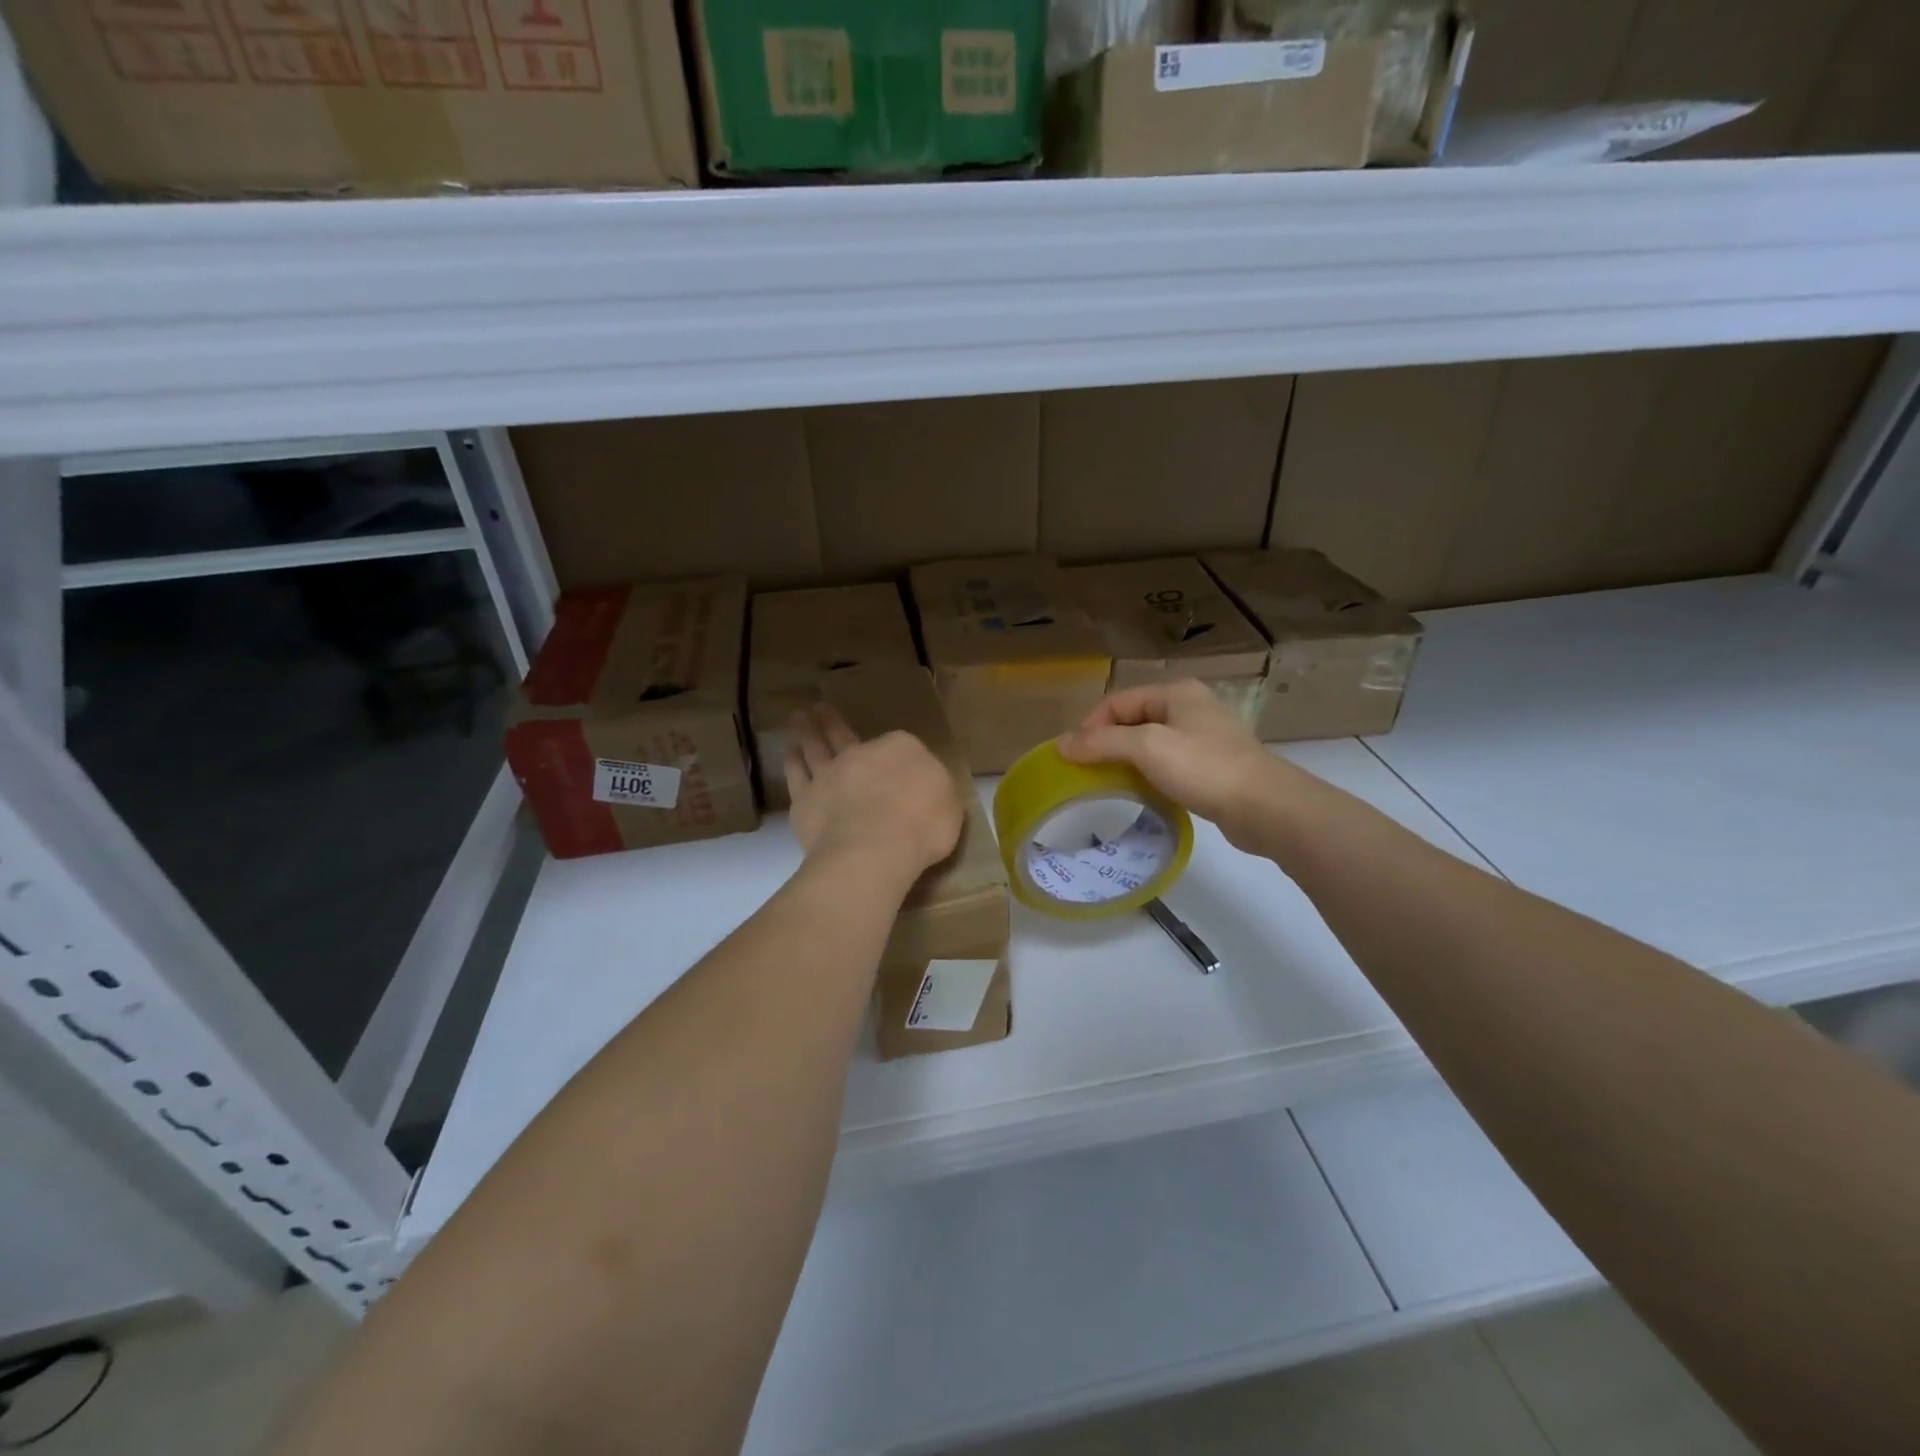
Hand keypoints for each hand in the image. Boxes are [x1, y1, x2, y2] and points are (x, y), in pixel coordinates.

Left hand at [784, 704, 963, 877]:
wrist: (874, 850)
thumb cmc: (922, 826)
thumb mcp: (949, 805)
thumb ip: (935, 789)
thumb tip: (926, 786)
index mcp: (902, 749)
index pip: (899, 744)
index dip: (897, 752)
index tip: (895, 758)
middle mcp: (861, 753)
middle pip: (844, 733)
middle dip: (832, 720)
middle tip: (819, 708)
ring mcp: (830, 773)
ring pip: (815, 745)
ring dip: (807, 730)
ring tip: (799, 718)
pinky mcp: (805, 798)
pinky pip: (796, 774)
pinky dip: (792, 761)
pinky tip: (789, 753)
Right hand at [1056, 680, 1306, 854]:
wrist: (1266, 807)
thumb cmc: (1204, 767)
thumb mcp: (1147, 748)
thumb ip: (1102, 743)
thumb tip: (1062, 744)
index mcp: (1175, 693)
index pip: (1118, 701)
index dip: (1090, 726)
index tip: (1073, 757)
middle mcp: (1190, 708)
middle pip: (1133, 720)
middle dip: (1107, 743)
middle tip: (1086, 772)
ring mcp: (1203, 737)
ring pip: (1150, 743)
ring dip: (1126, 760)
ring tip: (1108, 784)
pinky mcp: (1212, 766)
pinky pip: (1168, 763)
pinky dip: (1148, 774)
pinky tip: (1141, 792)